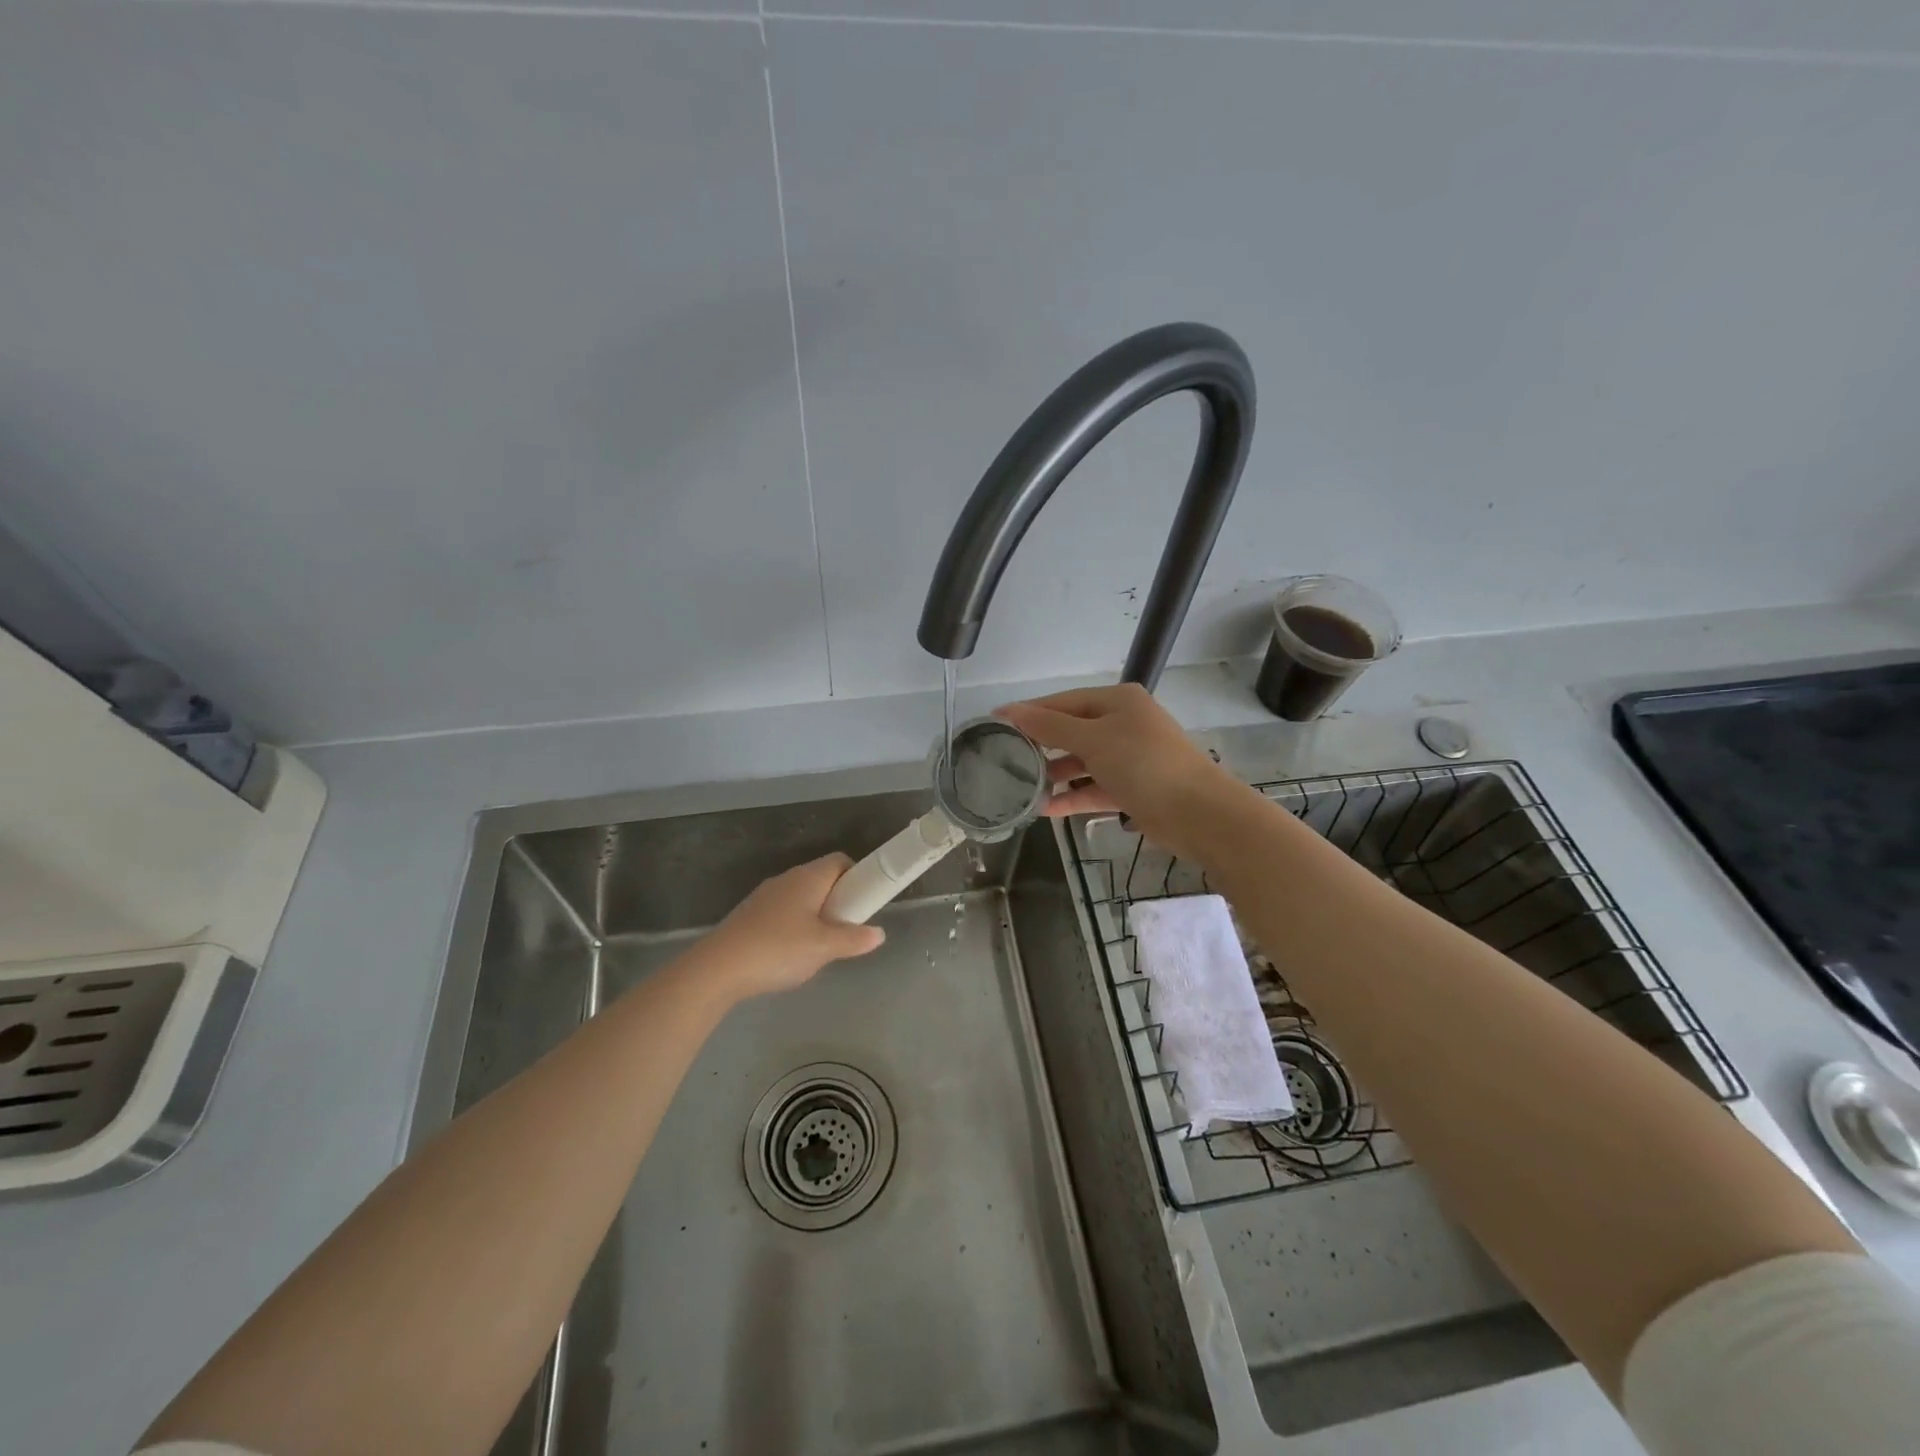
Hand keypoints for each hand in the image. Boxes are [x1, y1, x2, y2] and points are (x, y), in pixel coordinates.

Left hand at [704, 853, 885, 998]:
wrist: (718, 968)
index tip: (865, 902)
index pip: (840, 861)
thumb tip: (878, 933)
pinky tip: (791, 953)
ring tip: (820, 946)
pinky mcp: (749, 915)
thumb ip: (854, 939)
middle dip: (838, 900)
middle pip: (821, 879)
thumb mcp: (824, 948)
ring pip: (801, 897)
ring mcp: (765, 896)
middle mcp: (787, 879)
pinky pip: (782, 912)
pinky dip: (794, 926)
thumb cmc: (778, 949)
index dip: (857, 877)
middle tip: (847, 929)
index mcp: (808, 877)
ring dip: (816, 915)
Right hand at [996, 684, 1248, 862]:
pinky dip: (1073, 796)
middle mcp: (1123, 724)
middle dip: (1040, 746)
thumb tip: (1009, 710)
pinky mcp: (1133, 788)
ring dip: (1055, 775)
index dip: (1029, 713)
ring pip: (1082, 762)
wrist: (1198, 813)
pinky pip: (1094, 787)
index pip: (1062, 702)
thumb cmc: (1144, 764)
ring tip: (1021, 788)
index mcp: (1117, 701)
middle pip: (1071, 731)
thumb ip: (1049, 726)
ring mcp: (1129, 757)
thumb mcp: (1093, 740)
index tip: (994, 725)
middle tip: (1004, 759)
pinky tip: (1045, 809)